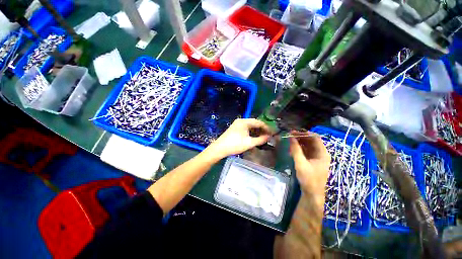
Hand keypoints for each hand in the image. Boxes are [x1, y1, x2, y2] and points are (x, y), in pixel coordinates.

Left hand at [205, 118, 272, 159]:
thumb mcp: (249, 143)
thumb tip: (269, 137)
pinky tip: (255, 137)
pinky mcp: (235, 128)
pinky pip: (246, 128)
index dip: (266, 127)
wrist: (219, 148)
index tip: (272, 133)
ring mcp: (237, 124)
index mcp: (244, 122)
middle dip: (262, 129)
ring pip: (250, 126)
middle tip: (269, 135)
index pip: (258, 122)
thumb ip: (260, 139)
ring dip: (257, 131)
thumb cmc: (235, 145)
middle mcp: (241, 121)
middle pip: (254, 123)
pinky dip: (251, 132)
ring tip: (263, 137)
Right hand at [289, 131, 330, 195]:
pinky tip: (293, 148)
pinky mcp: (312, 161)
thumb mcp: (301, 163)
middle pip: (311, 141)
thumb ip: (296, 150)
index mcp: (323, 153)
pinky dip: (300, 148)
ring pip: (308, 146)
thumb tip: (290, 137)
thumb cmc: (309, 178)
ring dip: (299, 142)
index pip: (315, 138)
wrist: (312, 193)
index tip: (293, 132)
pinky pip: (306, 151)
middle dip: (300, 137)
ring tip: (290, 141)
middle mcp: (321, 153)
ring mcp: (317, 157)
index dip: (304, 133)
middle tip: (289, 135)